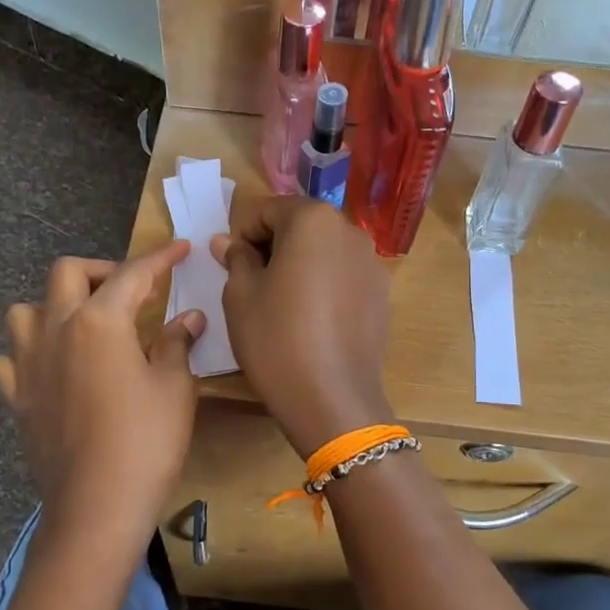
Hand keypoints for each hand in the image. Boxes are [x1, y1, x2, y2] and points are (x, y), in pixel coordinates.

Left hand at [0, 243, 203, 570]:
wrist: (96, 505)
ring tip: (83, 326)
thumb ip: (176, 343)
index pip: (132, 274)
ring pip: (25, 311)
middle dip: (101, 271)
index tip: (180, 248)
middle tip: (130, 291)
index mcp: (98, 321)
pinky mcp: (16, 399)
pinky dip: (27, 353)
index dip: (160, 258)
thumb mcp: (174, 388)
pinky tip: (50, 368)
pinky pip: (9, 360)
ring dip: (53, 306)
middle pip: (67, 274)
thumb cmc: (146, 441)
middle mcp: (55, 330)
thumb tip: (188, 317)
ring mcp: (28, 365)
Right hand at [211, 198, 393, 457]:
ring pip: (324, 251)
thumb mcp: (240, 296)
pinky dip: (324, 285)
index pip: (267, 210)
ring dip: (300, 265)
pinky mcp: (382, 294)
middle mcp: (349, 231)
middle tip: (254, 285)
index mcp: (312, 220)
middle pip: (301, 226)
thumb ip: (236, 258)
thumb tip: (228, 241)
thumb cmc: (276, 339)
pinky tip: (313, 322)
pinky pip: (344, 276)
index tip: (233, 267)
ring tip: (283, 305)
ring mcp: (372, 263)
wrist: (332, 399)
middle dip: (274, 246)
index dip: (243, 235)